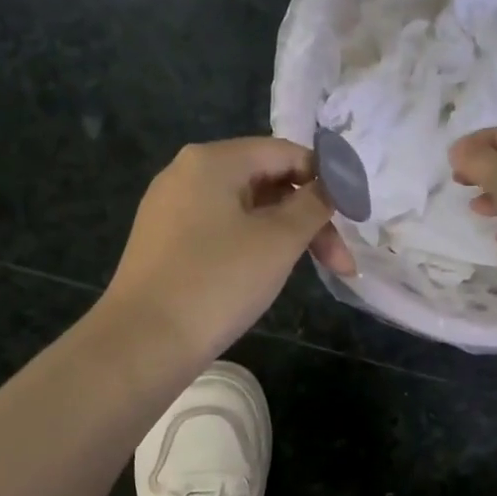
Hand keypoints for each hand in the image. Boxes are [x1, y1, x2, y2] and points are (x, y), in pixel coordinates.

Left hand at [101, 138, 354, 360]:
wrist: (143, 342)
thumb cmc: (217, 282)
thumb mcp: (278, 241)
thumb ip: (313, 206)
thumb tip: (330, 187)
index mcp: (212, 160)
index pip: (285, 153)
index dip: (326, 181)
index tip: (354, 218)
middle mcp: (187, 174)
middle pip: (266, 181)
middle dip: (309, 219)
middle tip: (339, 263)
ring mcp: (171, 208)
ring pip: (245, 209)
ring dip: (285, 235)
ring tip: (310, 271)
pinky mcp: (164, 242)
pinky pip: (220, 230)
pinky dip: (252, 245)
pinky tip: (265, 275)